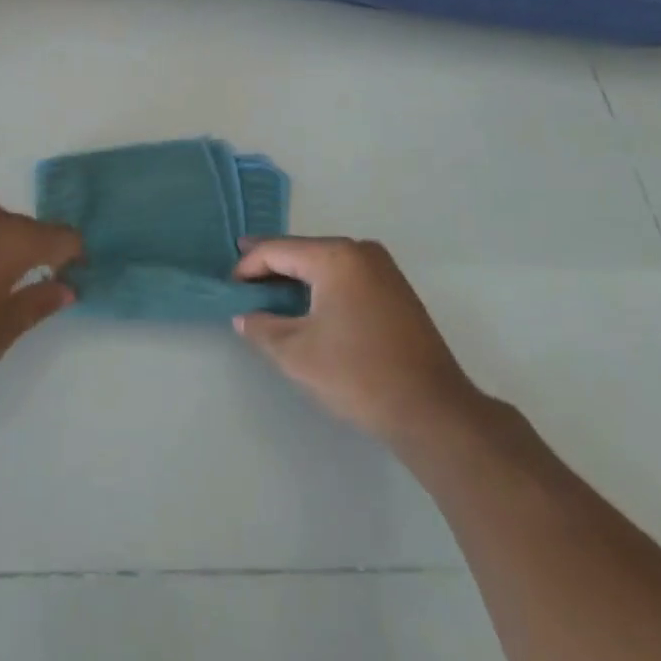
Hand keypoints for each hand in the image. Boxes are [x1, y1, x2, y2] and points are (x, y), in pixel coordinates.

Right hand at [233, 237, 478, 443]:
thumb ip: (262, 328)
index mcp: (335, 256)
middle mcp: (361, 251)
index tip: (228, 285)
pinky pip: (347, 275)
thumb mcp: (296, 354)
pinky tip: (308, 302)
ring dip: (298, 275)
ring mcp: (384, 269)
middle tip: (242, 276)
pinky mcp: (396, 290)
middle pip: (304, 251)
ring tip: (269, 288)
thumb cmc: (358, 375)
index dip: (249, 266)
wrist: (432, 410)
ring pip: (327, 262)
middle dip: (272, 264)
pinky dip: (322, 284)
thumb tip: (244, 316)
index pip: (279, 250)